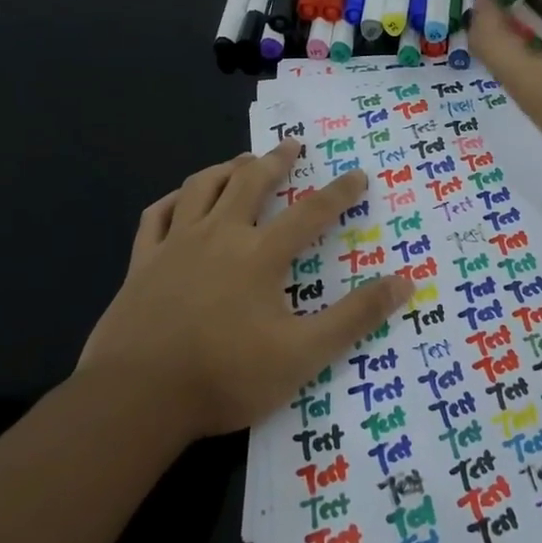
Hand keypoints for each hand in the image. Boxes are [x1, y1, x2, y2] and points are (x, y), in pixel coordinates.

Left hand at [77, 142, 413, 439]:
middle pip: (250, 182)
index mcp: (260, 255)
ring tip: (241, 161)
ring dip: (226, 168)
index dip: (339, 192)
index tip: (358, 174)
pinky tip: (180, 200)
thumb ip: (355, 317)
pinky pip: (156, 216)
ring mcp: (175, 245)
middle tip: (291, 145)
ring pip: (201, 188)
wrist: (137, 398)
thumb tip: (404, 282)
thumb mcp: (304, 354)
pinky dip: (173, 200)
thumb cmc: (226, 376)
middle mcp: (219, 236)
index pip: (311, 213)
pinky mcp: (141, 263)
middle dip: (276, 160)